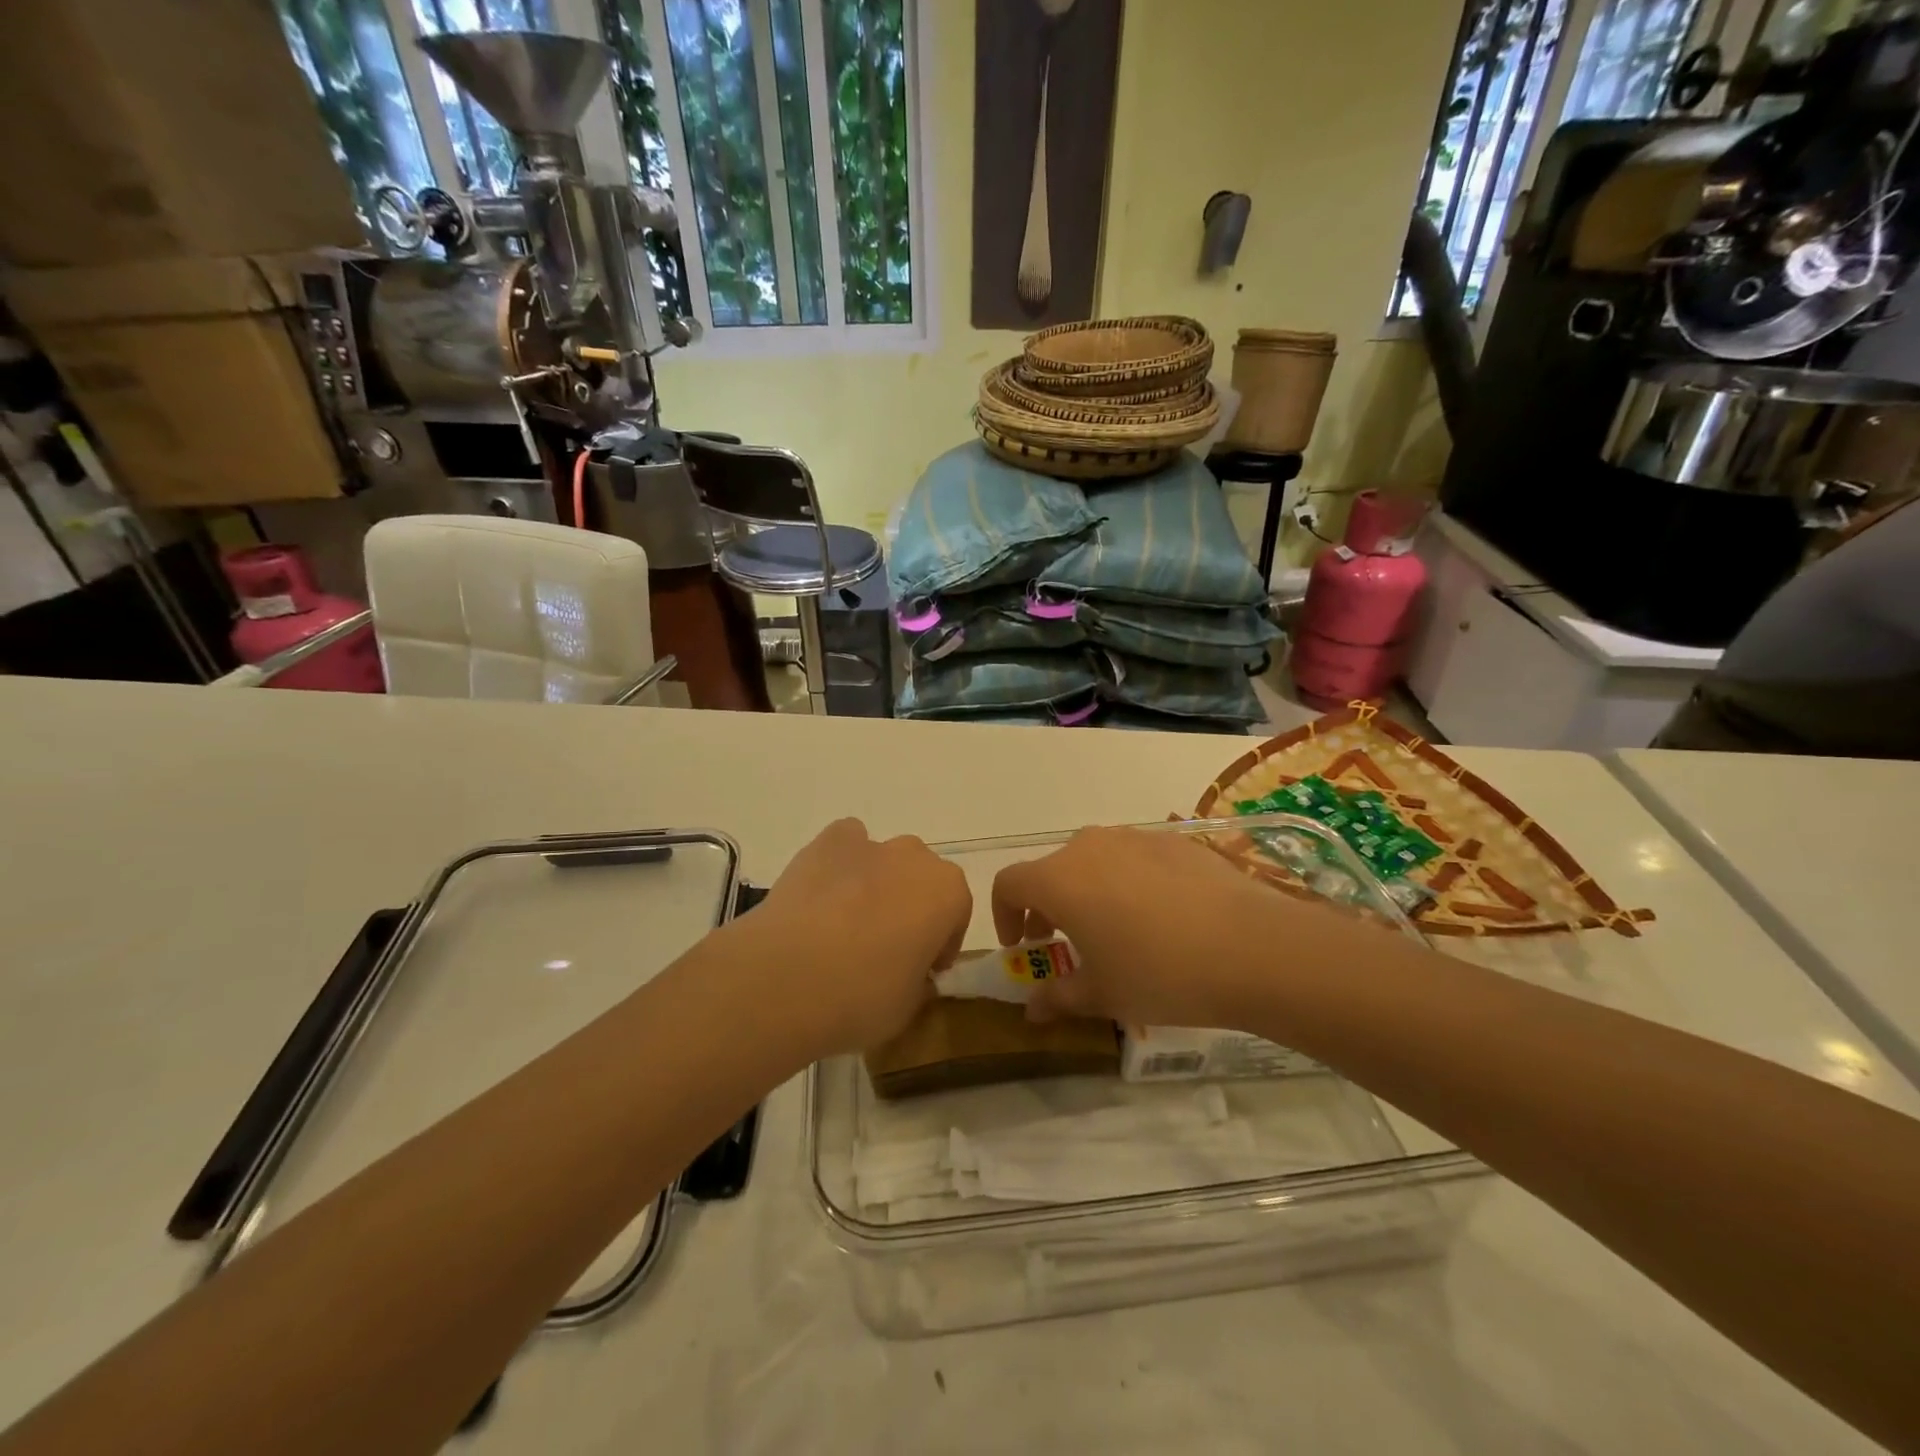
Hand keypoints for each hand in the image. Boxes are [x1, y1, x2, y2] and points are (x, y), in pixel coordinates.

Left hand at [750, 818, 970, 1056]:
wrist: (786, 977)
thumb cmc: (861, 996)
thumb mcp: (909, 1006)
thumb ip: (920, 980)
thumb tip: (910, 972)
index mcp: (948, 893)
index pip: (957, 913)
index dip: (941, 943)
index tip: (923, 970)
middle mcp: (914, 857)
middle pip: (921, 878)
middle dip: (911, 906)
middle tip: (886, 948)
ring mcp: (868, 844)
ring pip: (883, 860)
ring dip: (876, 884)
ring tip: (846, 926)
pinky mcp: (825, 842)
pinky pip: (845, 845)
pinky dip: (840, 864)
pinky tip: (822, 898)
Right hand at [992, 826, 1379, 1028]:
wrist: (1252, 946)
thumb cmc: (1160, 973)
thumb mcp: (1104, 994)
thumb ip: (1059, 996)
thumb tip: (1031, 1009)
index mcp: (1059, 879)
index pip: (1008, 884)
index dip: (1004, 915)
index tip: (1023, 946)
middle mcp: (1089, 846)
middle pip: (1051, 870)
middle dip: (1047, 906)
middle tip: (1065, 943)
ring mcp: (1134, 837)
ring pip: (1093, 860)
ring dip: (1088, 891)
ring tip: (1115, 930)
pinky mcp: (1174, 839)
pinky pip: (1134, 857)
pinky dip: (1129, 881)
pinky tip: (1161, 917)